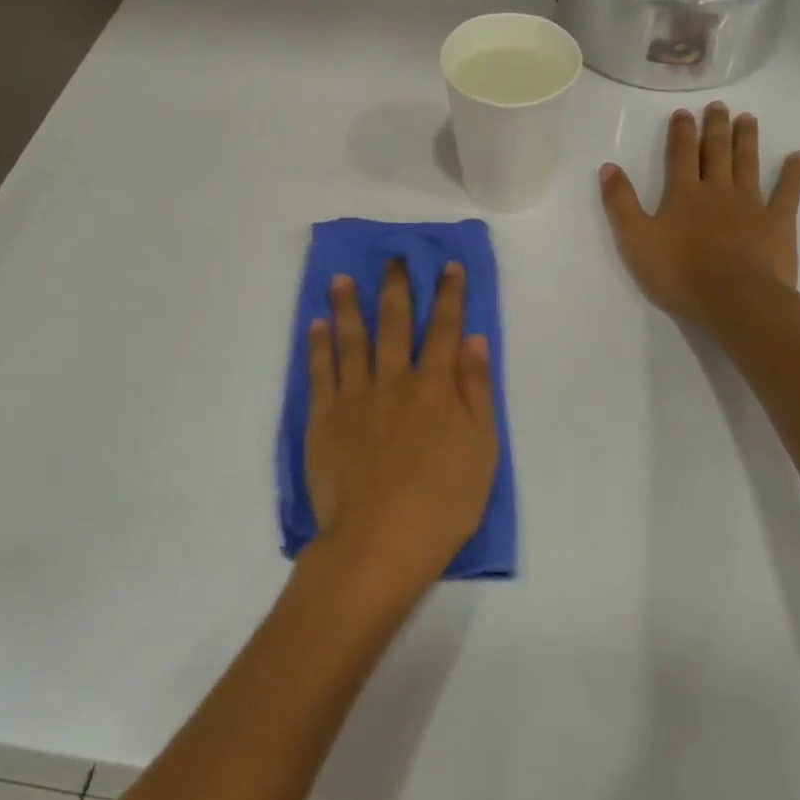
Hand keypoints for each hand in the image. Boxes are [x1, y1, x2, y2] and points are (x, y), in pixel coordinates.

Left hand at [303, 261, 499, 598]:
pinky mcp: (324, 418)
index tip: (448, 266)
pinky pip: (320, 371)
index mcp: (435, 386)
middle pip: (395, 323)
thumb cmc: (443, 500)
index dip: (449, 295)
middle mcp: (394, 380)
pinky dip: (319, 344)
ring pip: (351, 339)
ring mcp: (355, 397)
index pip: (445, 328)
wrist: (380, 541)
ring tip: (342, 278)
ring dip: (348, 305)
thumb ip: (477, 390)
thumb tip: (474, 340)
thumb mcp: (482, 448)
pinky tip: (317, 324)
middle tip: (394, 258)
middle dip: (397, 288)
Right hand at [599, 102, 799, 331]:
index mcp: (683, 194)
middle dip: (716, 127)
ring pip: (748, 164)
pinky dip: (793, 174)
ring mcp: (751, 204)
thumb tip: (608, 167)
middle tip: (719, 106)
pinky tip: (799, 157)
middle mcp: (718, 190)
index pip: (681, 154)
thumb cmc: (679, 274)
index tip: (683, 112)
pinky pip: (787, 192)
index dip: (681, 132)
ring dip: (747, 140)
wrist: (734, 299)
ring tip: (749, 118)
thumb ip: (621, 203)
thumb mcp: (635, 240)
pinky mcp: (778, 223)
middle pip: (717, 152)